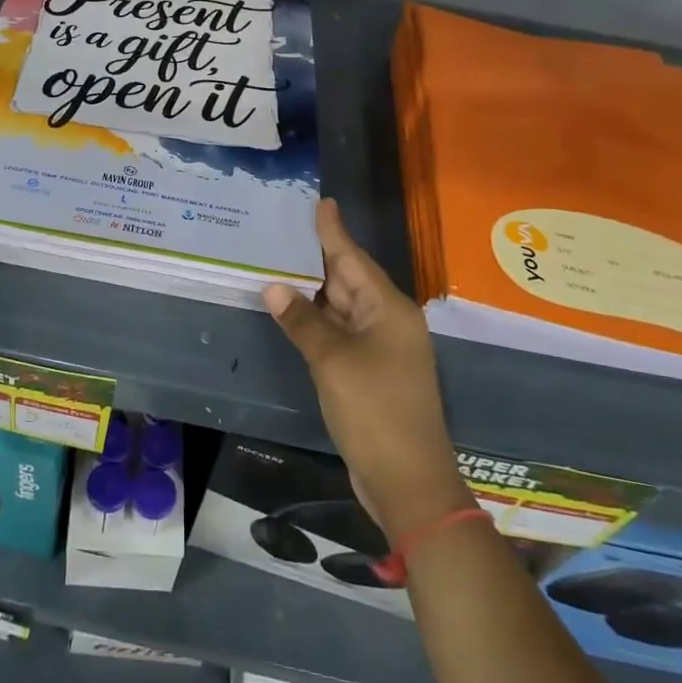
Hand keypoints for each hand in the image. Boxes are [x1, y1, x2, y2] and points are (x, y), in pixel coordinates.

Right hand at [263, 199, 470, 538]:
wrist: (408, 481)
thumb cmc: (374, 411)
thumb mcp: (332, 361)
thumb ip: (302, 321)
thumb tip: (273, 286)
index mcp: (388, 309)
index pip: (353, 258)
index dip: (333, 231)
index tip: (321, 202)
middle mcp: (387, 322)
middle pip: (348, 279)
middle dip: (316, 257)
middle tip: (282, 229)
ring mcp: (380, 348)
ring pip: (341, 308)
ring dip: (312, 291)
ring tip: (279, 262)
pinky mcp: (369, 372)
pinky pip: (340, 333)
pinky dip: (316, 321)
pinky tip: (292, 311)